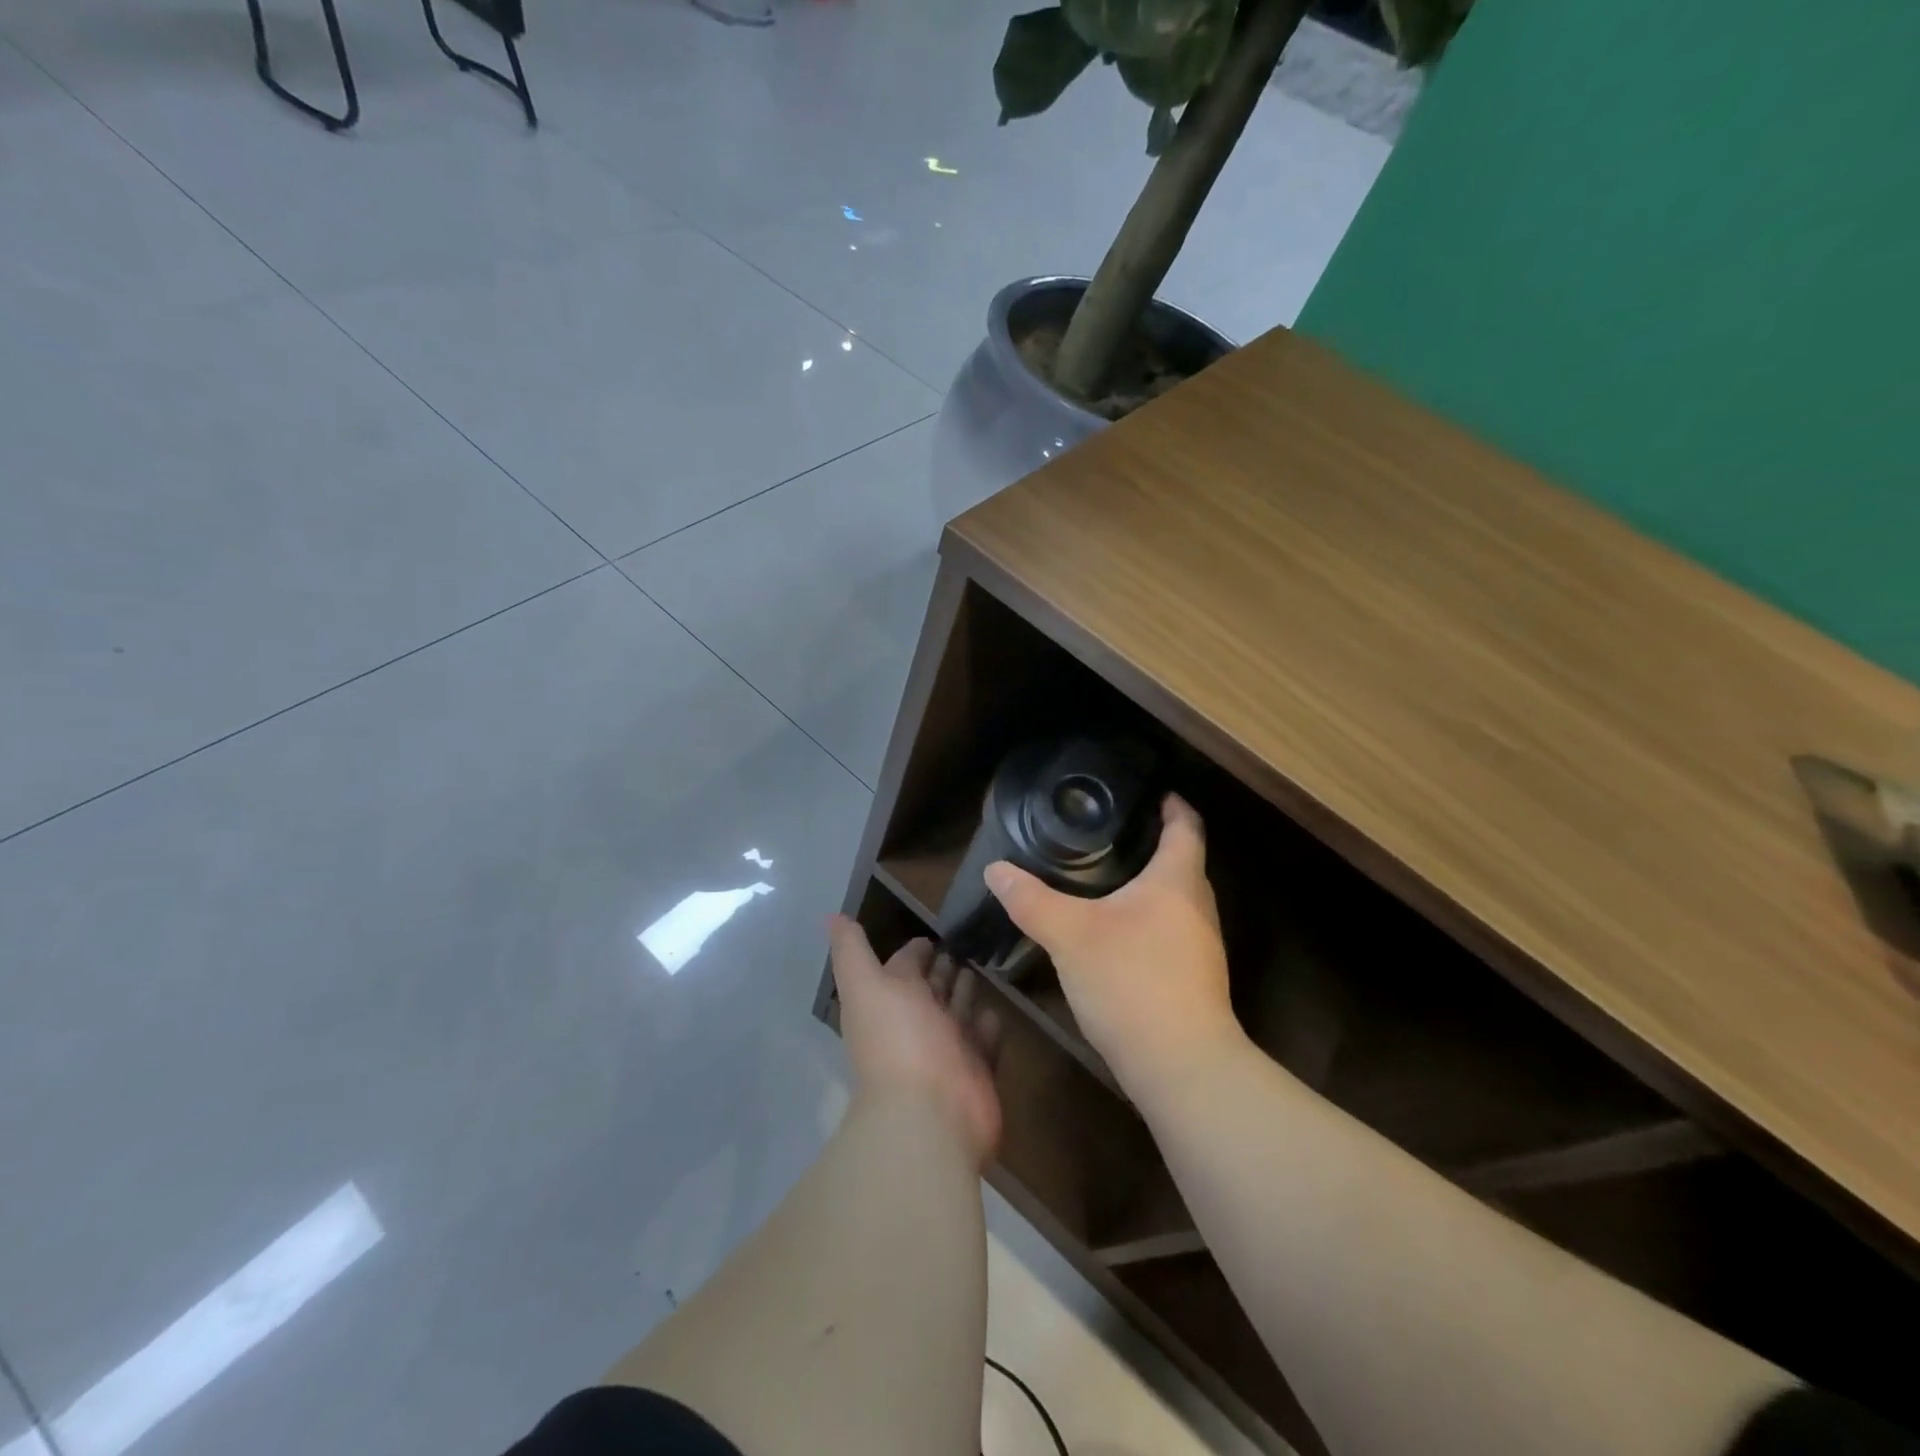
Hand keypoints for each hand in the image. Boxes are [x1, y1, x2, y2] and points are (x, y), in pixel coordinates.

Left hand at [829, 916, 1002, 1166]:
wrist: (932, 1115)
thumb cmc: (900, 1040)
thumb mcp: (868, 985)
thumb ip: (851, 950)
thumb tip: (832, 916)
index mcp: (890, 1002)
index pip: (903, 967)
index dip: (915, 950)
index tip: (933, 933)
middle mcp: (916, 1025)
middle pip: (931, 989)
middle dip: (943, 969)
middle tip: (964, 944)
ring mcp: (948, 1050)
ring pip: (958, 1012)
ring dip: (965, 992)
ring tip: (981, 968)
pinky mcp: (977, 1071)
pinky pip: (984, 1042)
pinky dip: (988, 1026)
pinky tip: (994, 1011)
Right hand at [984, 795, 1241, 1095]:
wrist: (1180, 1066)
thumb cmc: (1131, 981)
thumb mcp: (1070, 935)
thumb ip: (1031, 900)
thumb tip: (995, 869)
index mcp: (1176, 882)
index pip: (1186, 828)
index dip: (1173, 806)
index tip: (1153, 792)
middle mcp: (1197, 907)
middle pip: (1183, 862)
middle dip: (1153, 844)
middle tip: (1111, 833)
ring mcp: (1200, 947)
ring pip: (1176, 900)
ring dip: (1149, 885)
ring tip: (1107, 876)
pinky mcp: (1193, 978)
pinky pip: (1171, 930)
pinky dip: (1147, 918)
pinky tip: (1115, 930)